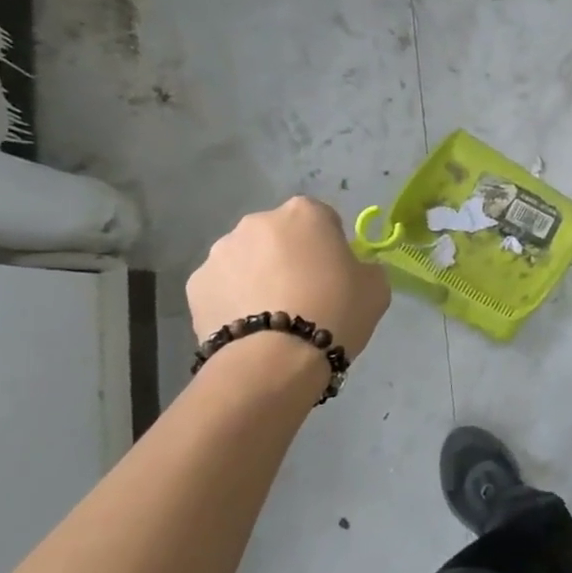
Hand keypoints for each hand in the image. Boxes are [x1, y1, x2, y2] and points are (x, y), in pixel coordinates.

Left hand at [188, 198, 390, 359]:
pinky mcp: (195, 284)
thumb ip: (364, 267)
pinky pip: (223, 286)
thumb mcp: (376, 287)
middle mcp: (257, 221)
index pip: (323, 219)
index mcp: (304, 213)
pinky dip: (233, 300)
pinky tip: (249, 328)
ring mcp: (221, 251)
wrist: (276, 359)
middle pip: (280, 236)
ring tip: (272, 317)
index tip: (335, 274)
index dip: (330, 246)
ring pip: (247, 259)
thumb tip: (352, 269)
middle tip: (304, 295)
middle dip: (289, 257)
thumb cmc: (336, 312)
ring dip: (258, 277)